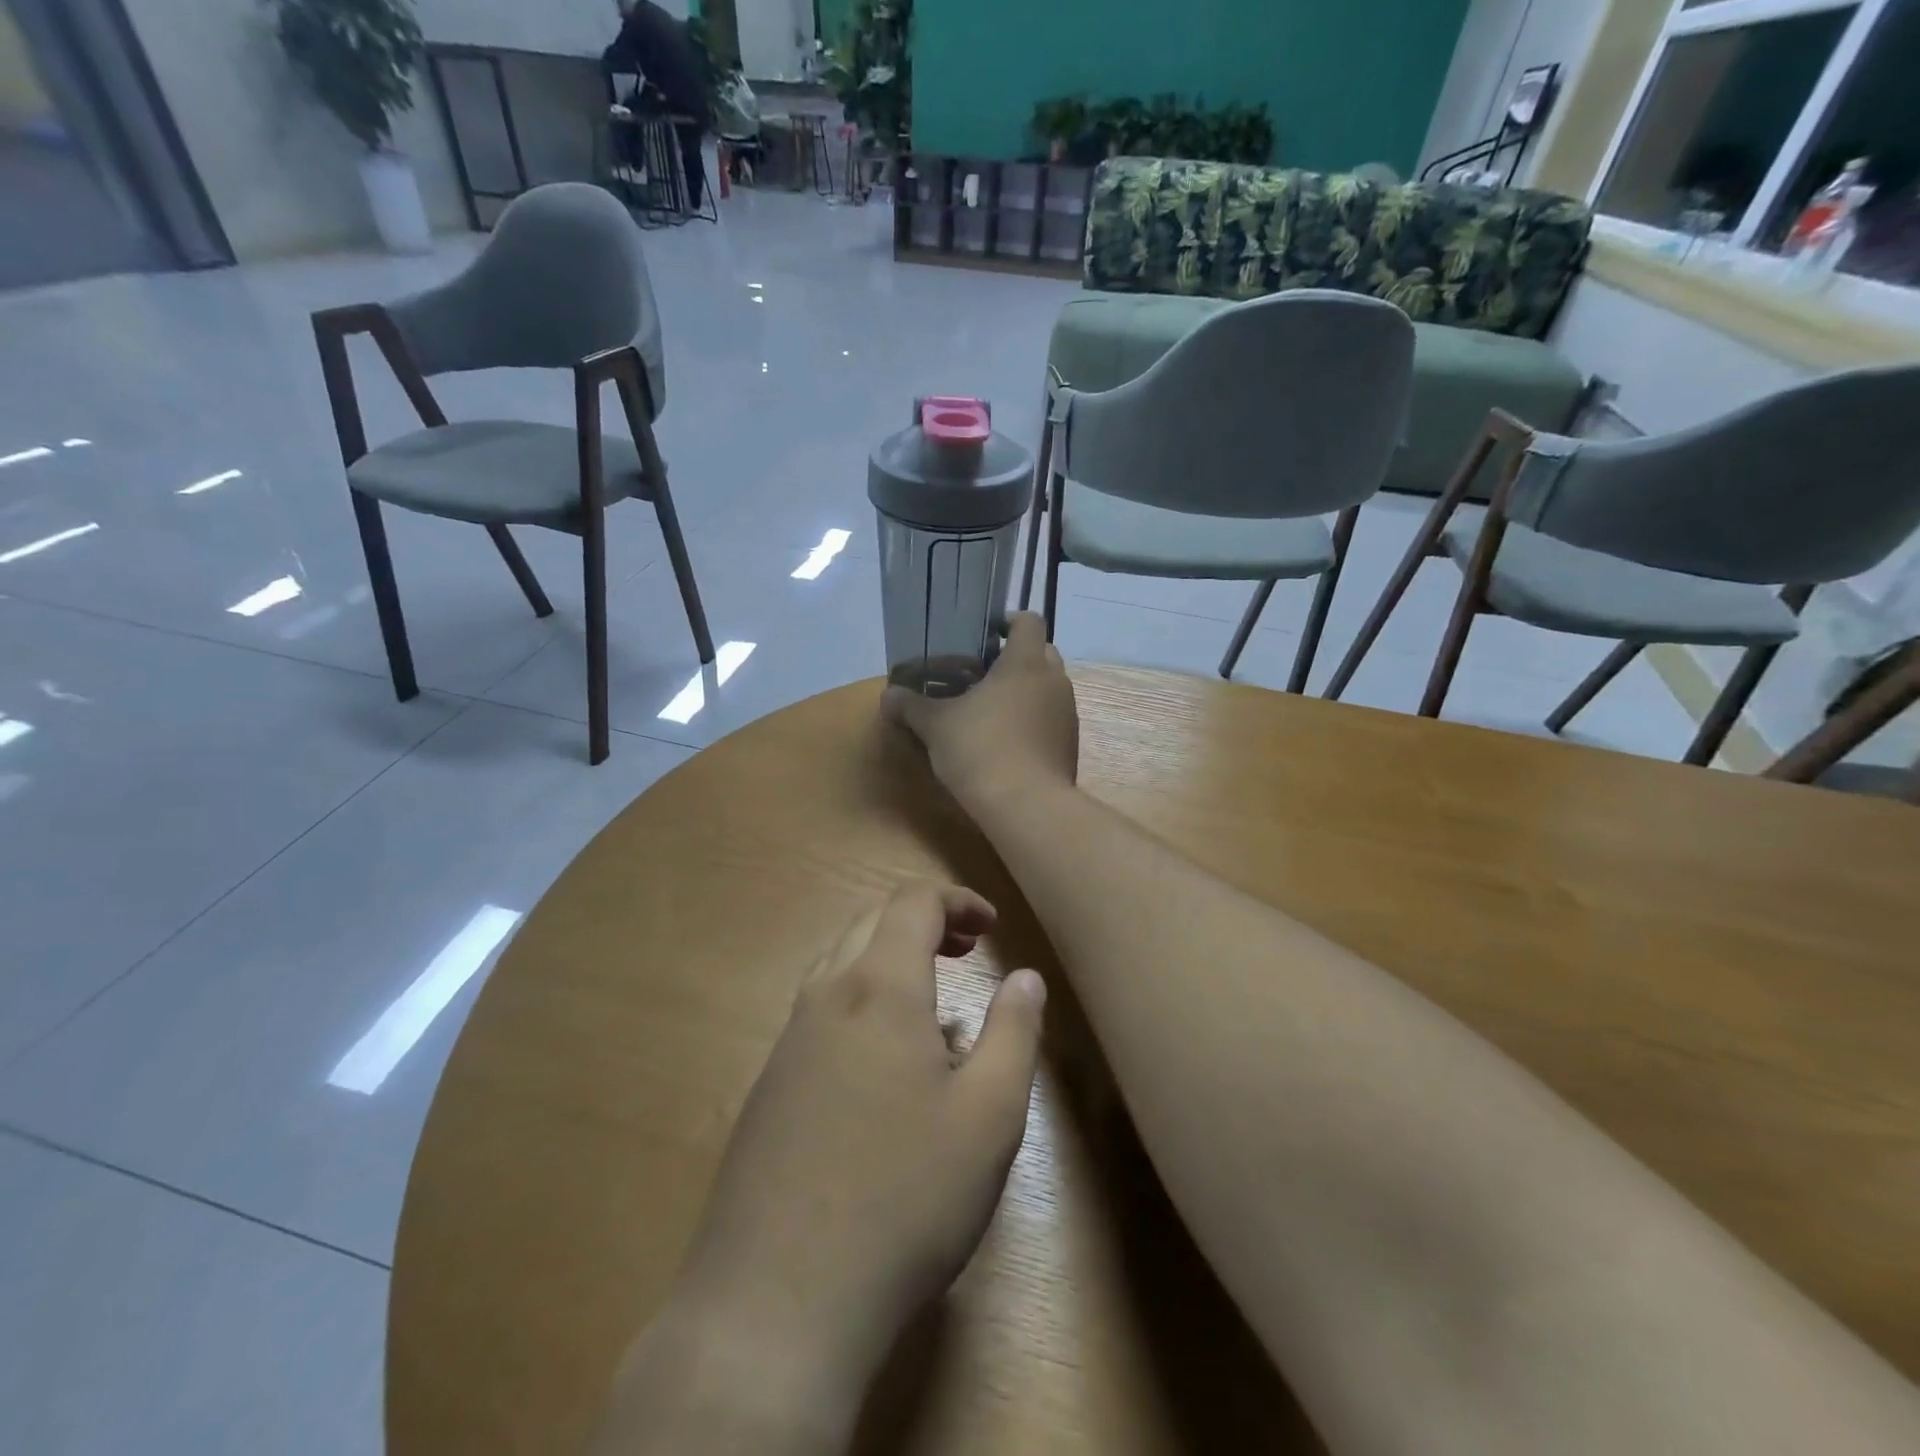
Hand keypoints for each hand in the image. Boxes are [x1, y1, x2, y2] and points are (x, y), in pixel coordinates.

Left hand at [667, 883, 1046, 1416]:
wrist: (776, 1301)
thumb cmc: (903, 1197)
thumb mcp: (988, 1116)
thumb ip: (1013, 1033)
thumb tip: (1025, 978)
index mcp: (878, 988)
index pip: (911, 902)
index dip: (956, 900)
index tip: (991, 926)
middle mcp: (826, 996)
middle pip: (871, 921)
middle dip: (924, 921)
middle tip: (967, 950)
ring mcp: (788, 1039)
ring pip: (839, 961)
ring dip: (888, 957)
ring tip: (931, 996)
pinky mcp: (769, 1084)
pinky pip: (820, 1008)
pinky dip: (860, 997)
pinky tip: (884, 1059)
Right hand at [883, 612, 1078, 808]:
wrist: (1026, 806)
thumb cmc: (980, 749)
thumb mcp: (935, 726)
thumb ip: (911, 706)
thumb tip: (888, 696)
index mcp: (1025, 662)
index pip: (1029, 621)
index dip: (1010, 621)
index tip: (986, 633)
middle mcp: (1054, 681)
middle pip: (1042, 653)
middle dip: (1015, 658)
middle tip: (982, 673)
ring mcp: (1066, 714)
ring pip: (1048, 688)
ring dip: (1025, 691)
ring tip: (991, 709)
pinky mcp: (1069, 745)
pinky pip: (1050, 719)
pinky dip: (1033, 721)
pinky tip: (1006, 742)